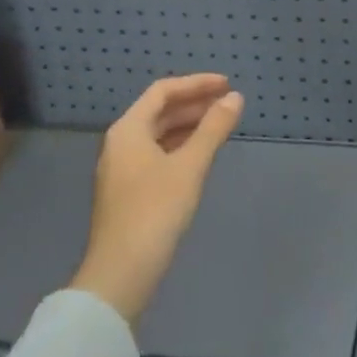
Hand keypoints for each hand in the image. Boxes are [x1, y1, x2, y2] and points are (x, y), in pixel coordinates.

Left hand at [69, 74, 243, 323]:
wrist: (121, 273)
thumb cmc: (155, 211)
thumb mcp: (190, 166)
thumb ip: (213, 129)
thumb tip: (235, 98)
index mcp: (128, 130)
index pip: (163, 91)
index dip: (196, 84)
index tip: (227, 84)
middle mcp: (121, 143)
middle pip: (159, 111)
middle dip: (195, 103)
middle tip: (229, 103)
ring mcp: (122, 169)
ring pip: (159, 134)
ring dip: (189, 125)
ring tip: (221, 125)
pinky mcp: (129, 191)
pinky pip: (158, 154)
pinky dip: (181, 146)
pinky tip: (202, 155)